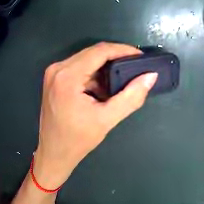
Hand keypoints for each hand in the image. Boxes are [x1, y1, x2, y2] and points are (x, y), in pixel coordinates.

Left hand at [33, 42, 157, 188]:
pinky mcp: (53, 78)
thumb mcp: (106, 120)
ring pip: (85, 59)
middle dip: (114, 58)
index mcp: (68, 76)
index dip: (122, 50)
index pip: (100, 51)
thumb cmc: (77, 141)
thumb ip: (131, 97)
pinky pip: (77, 67)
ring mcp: (53, 72)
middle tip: (133, 68)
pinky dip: (92, 74)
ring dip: (103, 67)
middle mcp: (58, 68)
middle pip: (92, 53)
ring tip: (118, 80)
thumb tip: (150, 77)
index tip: (139, 56)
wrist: (53, 153)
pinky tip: (100, 88)